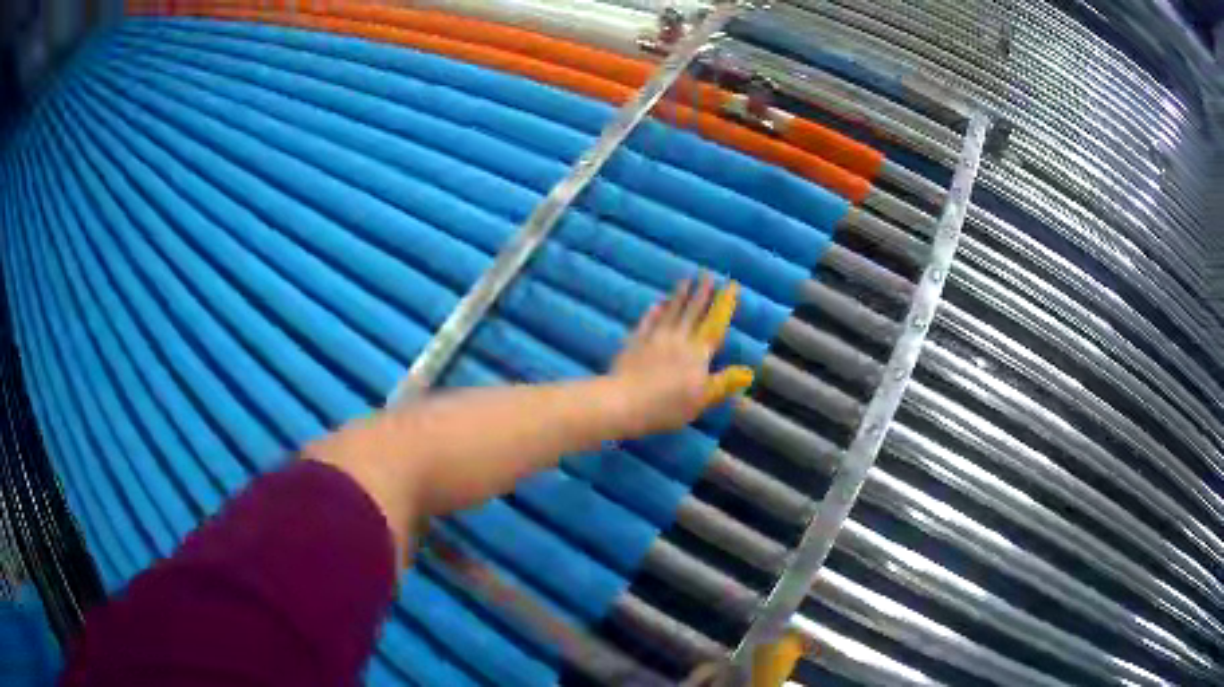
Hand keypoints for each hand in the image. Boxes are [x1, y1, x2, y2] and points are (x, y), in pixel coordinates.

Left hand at [610, 275, 754, 435]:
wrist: (625, 402)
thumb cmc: (667, 406)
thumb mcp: (702, 400)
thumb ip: (723, 383)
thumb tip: (748, 372)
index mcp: (698, 353)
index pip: (715, 324)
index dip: (724, 305)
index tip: (731, 286)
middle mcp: (679, 340)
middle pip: (692, 312)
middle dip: (702, 293)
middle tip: (707, 274)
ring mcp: (655, 339)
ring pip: (670, 312)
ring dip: (679, 296)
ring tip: (686, 280)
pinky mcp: (635, 342)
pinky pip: (647, 322)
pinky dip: (654, 312)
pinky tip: (657, 303)